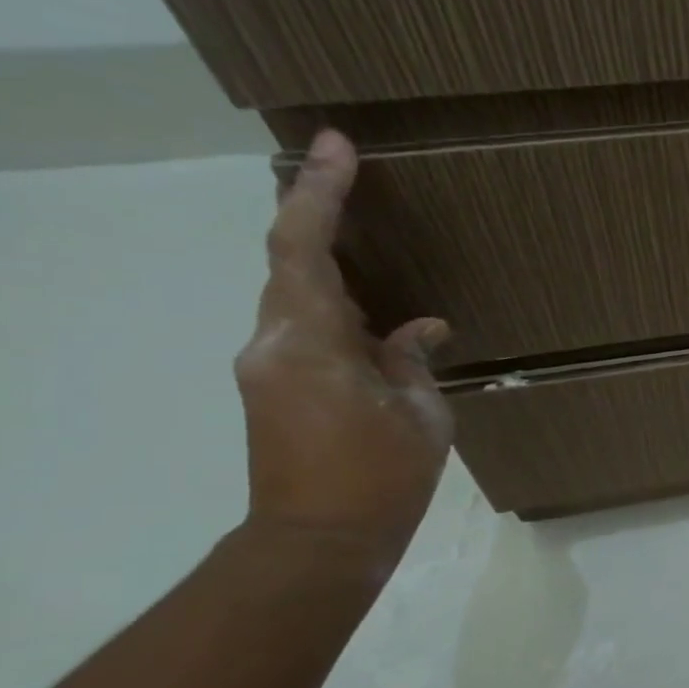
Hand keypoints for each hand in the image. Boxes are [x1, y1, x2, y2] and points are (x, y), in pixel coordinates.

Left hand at [234, 131, 452, 560]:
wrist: (319, 541)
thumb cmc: (381, 477)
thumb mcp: (420, 414)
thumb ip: (413, 360)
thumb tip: (419, 329)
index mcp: (309, 344)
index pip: (302, 248)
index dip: (318, 193)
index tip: (336, 146)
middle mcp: (273, 343)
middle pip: (289, 262)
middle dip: (315, 213)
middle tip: (348, 172)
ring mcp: (267, 366)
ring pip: (296, 294)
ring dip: (326, 261)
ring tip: (366, 236)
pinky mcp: (275, 387)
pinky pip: (304, 327)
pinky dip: (336, 307)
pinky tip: (378, 319)